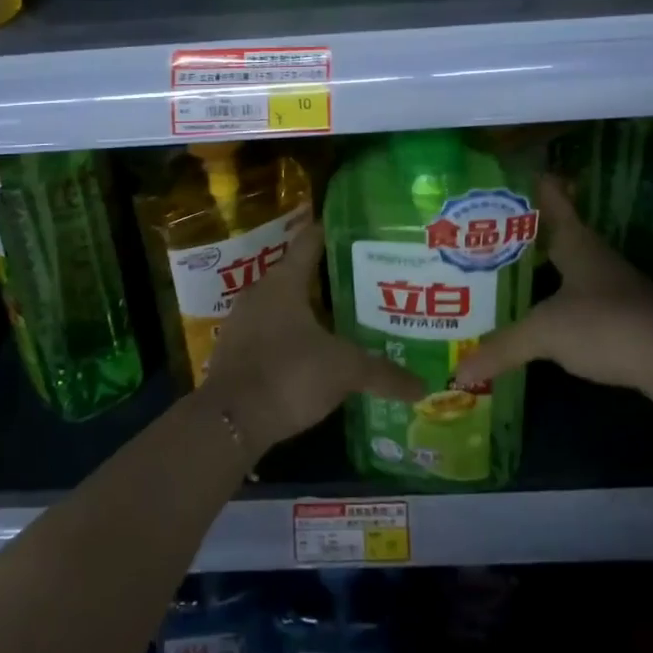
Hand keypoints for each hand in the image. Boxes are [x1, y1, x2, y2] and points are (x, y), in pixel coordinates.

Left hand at [205, 223, 422, 450]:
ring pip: (285, 304)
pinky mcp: (236, 350)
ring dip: (311, 310)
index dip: (334, 231)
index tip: (359, 230)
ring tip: (346, 319)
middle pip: (300, 273)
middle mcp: (261, 291)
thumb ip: (383, 374)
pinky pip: (271, 331)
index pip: (311, 240)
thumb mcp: (343, 371)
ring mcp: (244, 320)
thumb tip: (423, 386)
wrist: (229, 421)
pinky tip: (316, 353)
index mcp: (285, 280)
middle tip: (367, 283)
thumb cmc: (288, 375)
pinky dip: (293, 335)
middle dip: (331, 277)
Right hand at [452, 176, 652, 398]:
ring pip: (569, 266)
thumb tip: (458, 370)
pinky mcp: (622, 317)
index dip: (534, 183)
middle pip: (557, 232)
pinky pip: (580, 298)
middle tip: (484, 229)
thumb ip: (501, 348)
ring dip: (542, 266)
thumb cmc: (604, 324)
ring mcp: (612, 286)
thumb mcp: (545, 332)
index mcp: (575, 241)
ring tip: (503, 271)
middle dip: (525, 230)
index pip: (553, 198)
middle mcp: (594, 256)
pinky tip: (538, 313)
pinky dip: (557, 299)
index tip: (507, 174)